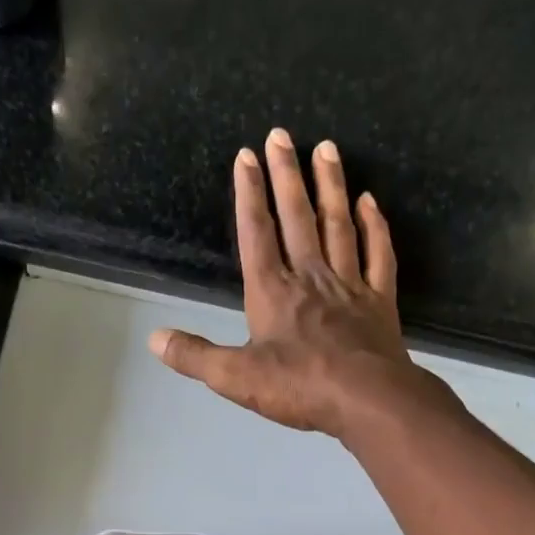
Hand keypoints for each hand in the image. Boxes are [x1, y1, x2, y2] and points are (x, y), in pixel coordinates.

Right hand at [148, 128, 426, 437]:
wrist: (367, 400)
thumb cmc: (299, 387)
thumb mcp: (235, 378)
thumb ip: (195, 356)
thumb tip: (154, 338)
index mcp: (272, 291)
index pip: (256, 232)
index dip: (249, 193)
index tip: (246, 156)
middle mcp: (310, 276)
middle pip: (297, 217)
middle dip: (287, 174)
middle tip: (282, 134)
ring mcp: (349, 284)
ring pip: (338, 225)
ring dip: (331, 186)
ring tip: (326, 148)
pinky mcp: (379, 300)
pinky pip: (378, 253)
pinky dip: (374, 226)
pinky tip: (370, 202)